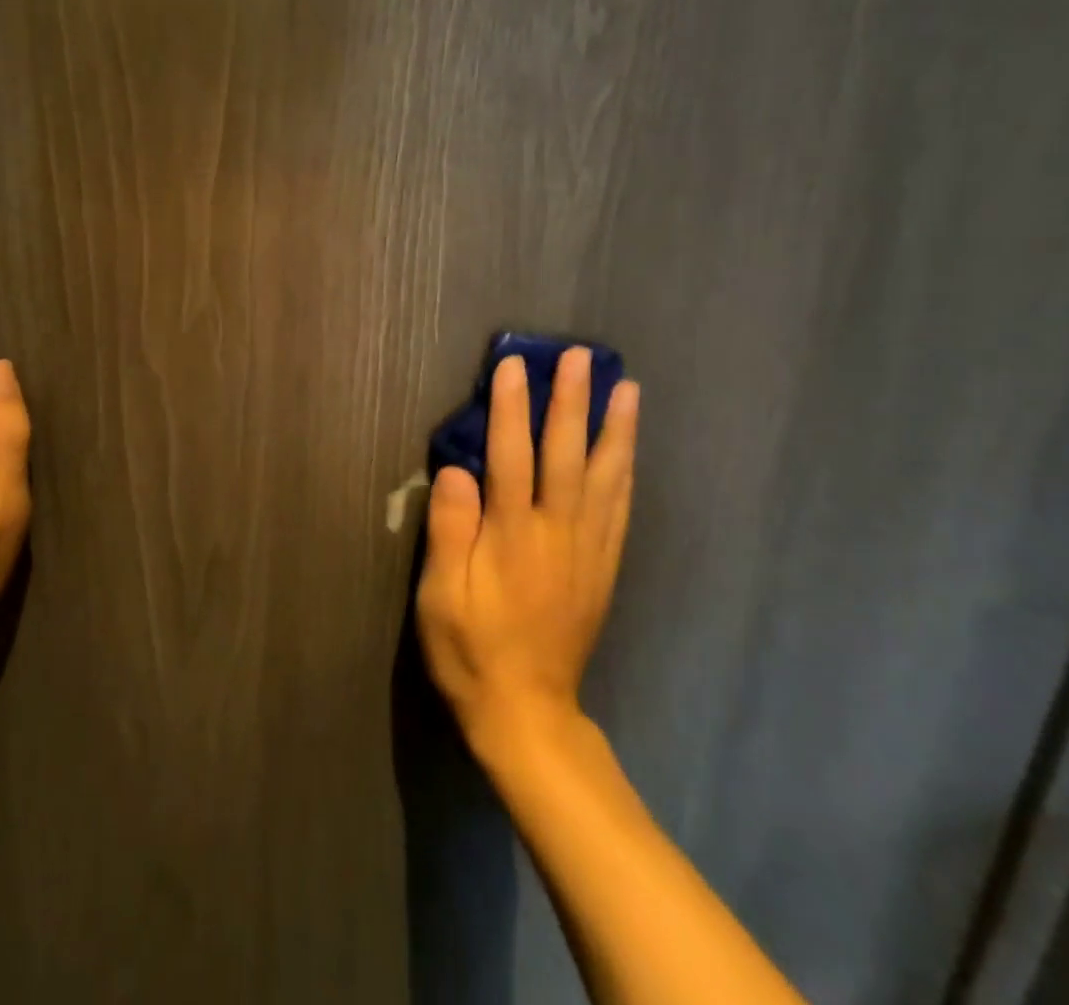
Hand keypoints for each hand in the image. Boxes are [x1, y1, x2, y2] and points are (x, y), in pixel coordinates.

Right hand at [416, 348, 639, 750]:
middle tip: (582, 356)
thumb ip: (450, 530)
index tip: (514, 364)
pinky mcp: (603, 568)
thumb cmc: (471, 650)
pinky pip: (620, 510)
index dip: (511, 407)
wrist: (527, 713)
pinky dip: (626, 472)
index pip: (511, 456)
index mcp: (512, 536)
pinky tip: (628, 451)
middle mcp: (557, 533)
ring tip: (626, 388)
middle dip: (572, 401)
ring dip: (615, 429)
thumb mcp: (440, 596)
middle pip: (566, 454)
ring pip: (605, 477)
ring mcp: (587, 550)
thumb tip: (455, 470)